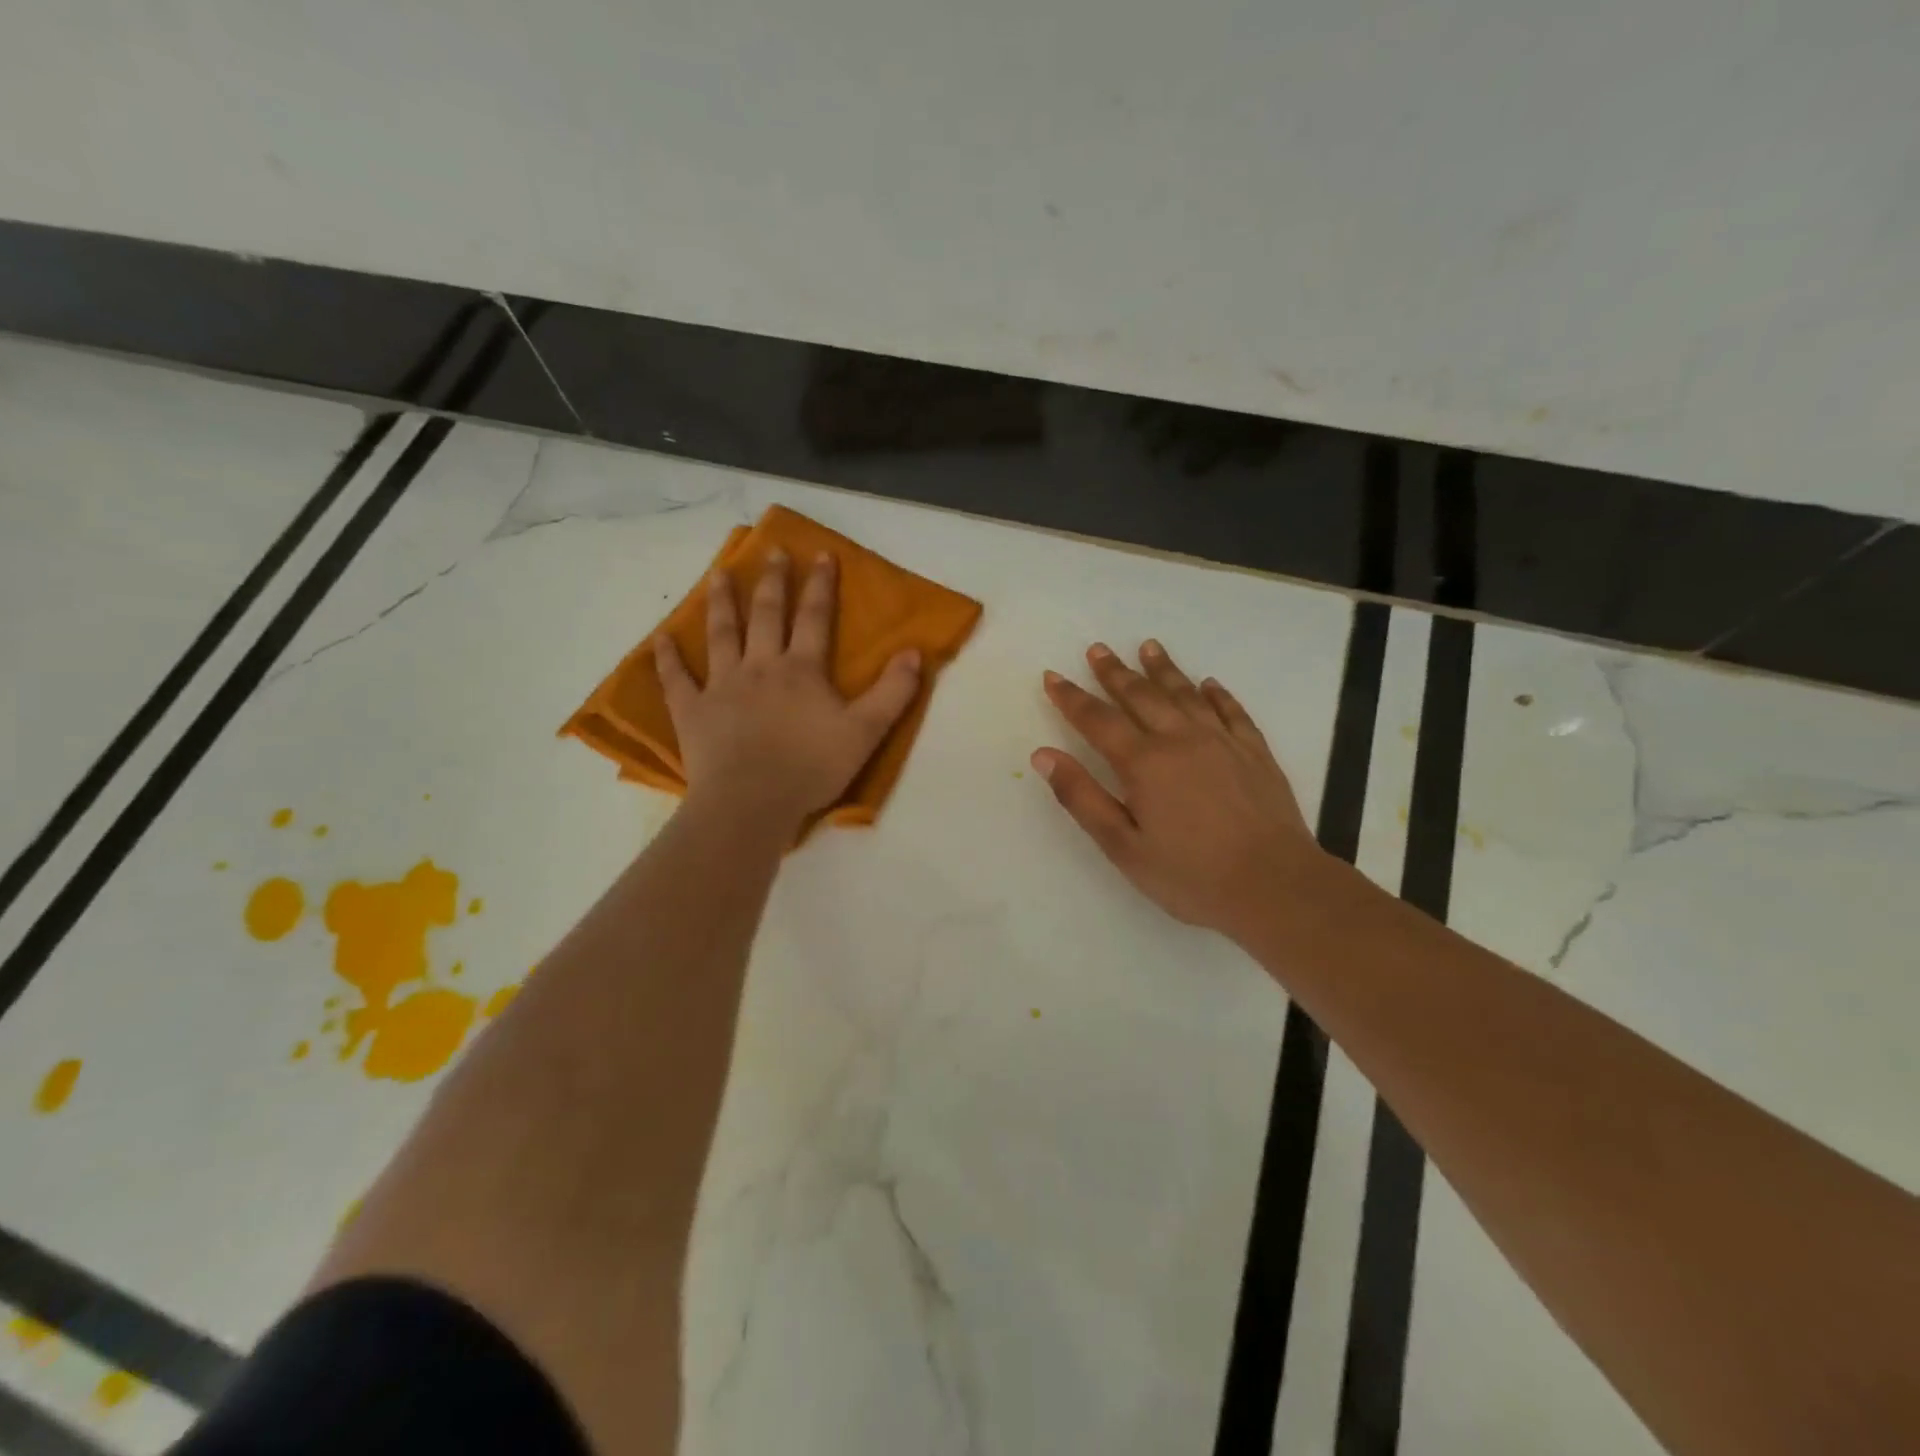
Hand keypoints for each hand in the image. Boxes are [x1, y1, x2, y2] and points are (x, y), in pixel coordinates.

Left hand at [655, 551, 921, 828]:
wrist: (752, 802)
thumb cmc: (811, 768)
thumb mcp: (866, 732)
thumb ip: (893, 692)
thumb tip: (915, 651)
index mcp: (801, 669)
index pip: (814, 617)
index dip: (820, 585)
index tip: (821, 554)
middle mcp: (760, 666)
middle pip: (766, 615)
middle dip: (772, 582)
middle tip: (772, 552)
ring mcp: (722, 686)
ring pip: (721, 634)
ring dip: (721, 602)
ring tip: (718, 574)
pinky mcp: (692, 711)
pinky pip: (676, 679)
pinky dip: (667, 658)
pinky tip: (661, 638)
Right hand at [1033, 640, 1331, 940]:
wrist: (1274, 885)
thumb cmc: (1190, 875)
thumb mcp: (1122, 846)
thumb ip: (1081, 797)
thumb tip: (1043, 755)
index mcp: (1143, 763)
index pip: (1097, 719)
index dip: (1071, 697)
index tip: (1052, 676)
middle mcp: (1180, 739)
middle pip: (1141, 696)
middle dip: (1114, 672)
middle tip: (1098, 649)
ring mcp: (1222, 741)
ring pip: (1186, 693)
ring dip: (1163, 669)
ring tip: (1148, 646)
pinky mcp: (1255, 752)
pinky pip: (1231, 711)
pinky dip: (1217, 694)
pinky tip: (1209, 684)